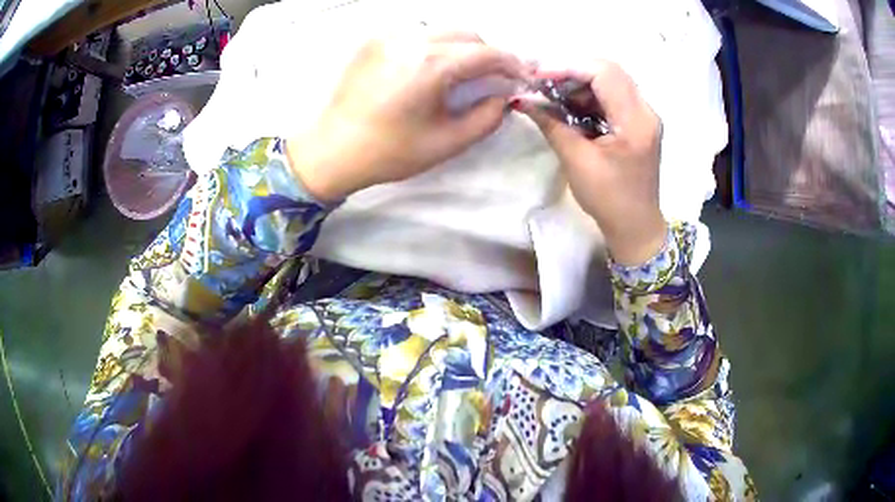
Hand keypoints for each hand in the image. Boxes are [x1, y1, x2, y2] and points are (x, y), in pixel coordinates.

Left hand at [287, 32, 526, 201]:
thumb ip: (487, 117)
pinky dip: (434, 45)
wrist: (332, 149)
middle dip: (487, 53)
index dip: (511, 64)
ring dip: (462, 47)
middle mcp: (410, 40)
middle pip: (467, 34)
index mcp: (430, 65)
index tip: (521, 78)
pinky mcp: (374, 40)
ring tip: (463, 72)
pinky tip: (430, 67)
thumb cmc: (389, 152)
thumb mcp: (447, 142)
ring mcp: (388, 36)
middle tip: (493, 77)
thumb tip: (504, 97)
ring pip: (442, 29)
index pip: (486, 53)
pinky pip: (417, 33)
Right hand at [516, 61, 666, 265]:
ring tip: (553, 96)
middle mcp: (646, 111)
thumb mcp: (576, 161)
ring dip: (579, 83)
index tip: (539, 77)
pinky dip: (589, 96)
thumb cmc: (609, 200)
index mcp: (636, 121)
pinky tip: (570, 107)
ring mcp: (645, 115)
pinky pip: (613, 96)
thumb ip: (551, 124)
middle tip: (544, 85)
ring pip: (611, 80)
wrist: (635, 226)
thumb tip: (522, 99)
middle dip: (572, 72)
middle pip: (609, 70)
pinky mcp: (639, 122)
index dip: (569, 67)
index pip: (604, 73)